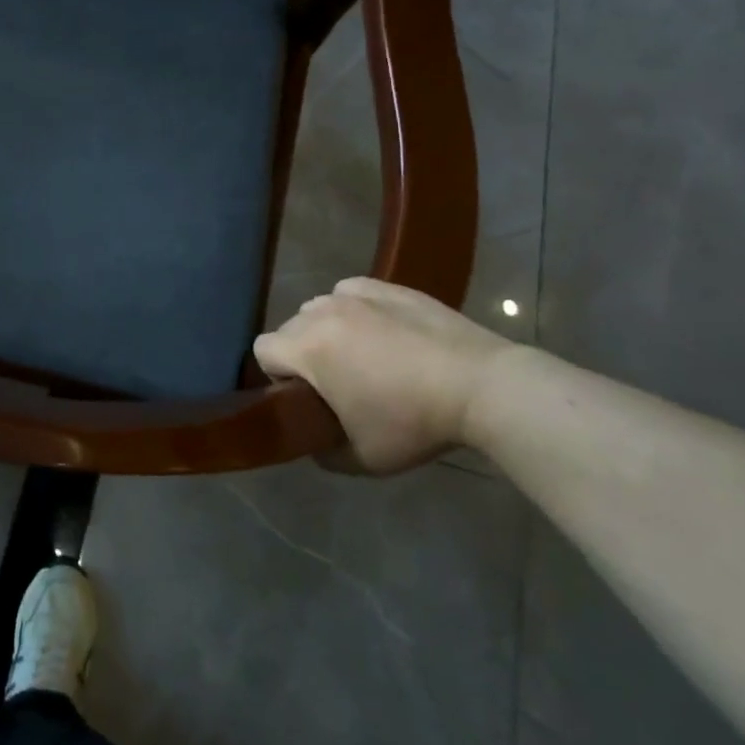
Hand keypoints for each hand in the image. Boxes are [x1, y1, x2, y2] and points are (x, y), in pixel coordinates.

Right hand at [254, 277, 515, 473]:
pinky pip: (352, 294)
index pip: (262, 350)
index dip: (275, 376)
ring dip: (328, 330)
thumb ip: (323, 451)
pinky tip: (383, 332)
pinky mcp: (388, 286)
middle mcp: (322, 311)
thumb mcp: (362, 458)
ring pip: (320, 308)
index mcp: (307, 347)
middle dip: (303, 354)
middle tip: (338, 384)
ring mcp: (356, 294)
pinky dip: (356, 310)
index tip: (304, 398)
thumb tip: (316, 440)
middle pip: (290, 328)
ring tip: (364, 356)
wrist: (482, 386)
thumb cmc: (414, 422)